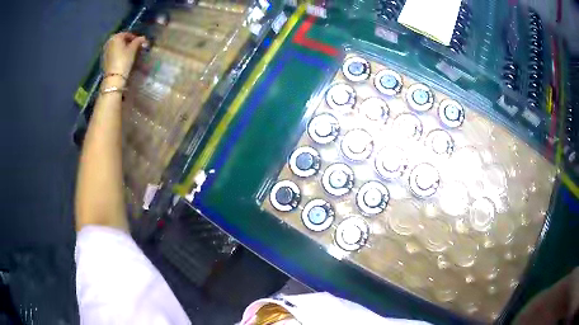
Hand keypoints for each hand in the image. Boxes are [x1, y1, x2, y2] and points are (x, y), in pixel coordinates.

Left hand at [102, 32, 147, 78]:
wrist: (113, 78)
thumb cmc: (124, 60)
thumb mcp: (133, 49)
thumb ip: (138, 41)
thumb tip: (143, 38)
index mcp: (116, 36)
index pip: (127, 34)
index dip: (135, 38)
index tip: (140, 43)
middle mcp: (109, 41)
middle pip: (121, 40)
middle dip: (128, 43)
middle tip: (135, 49)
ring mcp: (105, 50)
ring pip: (116, 46)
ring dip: (123, 49)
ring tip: (129, 54)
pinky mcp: (103, 59)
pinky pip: (112, 53)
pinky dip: (117, 54)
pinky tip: (122, 59)